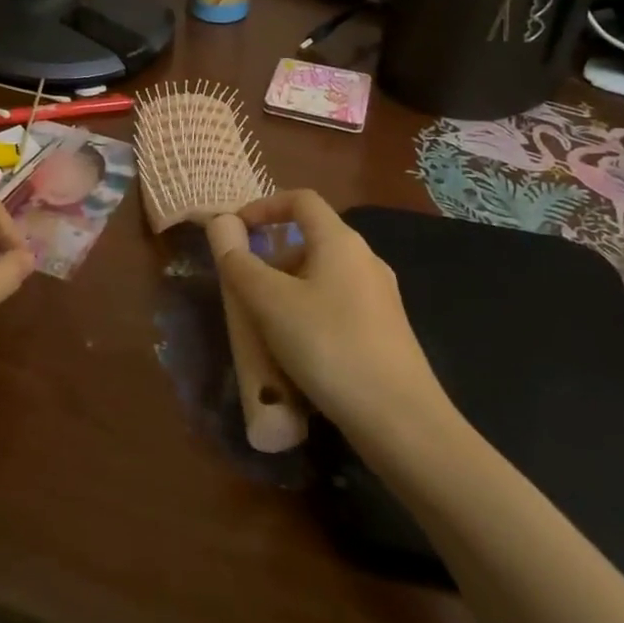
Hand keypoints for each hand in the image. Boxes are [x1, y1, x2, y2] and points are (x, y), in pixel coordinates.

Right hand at [205, 191, 444, 438]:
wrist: (402, 422)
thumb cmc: (330, 346)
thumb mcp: (271, 303)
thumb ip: (241, 264)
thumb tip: (221, 228)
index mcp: (341, 241)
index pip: (301, 200)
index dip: (264, 207)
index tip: (236, 231)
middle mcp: (365, 260)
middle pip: (311, 240)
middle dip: (272, 257)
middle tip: (244, 288)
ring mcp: (380, 297)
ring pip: (322, 277)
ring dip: (288, 290)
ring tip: (264, 326)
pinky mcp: (385, 331)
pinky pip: (337, 306)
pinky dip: (309, 314)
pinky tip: (297, 353)